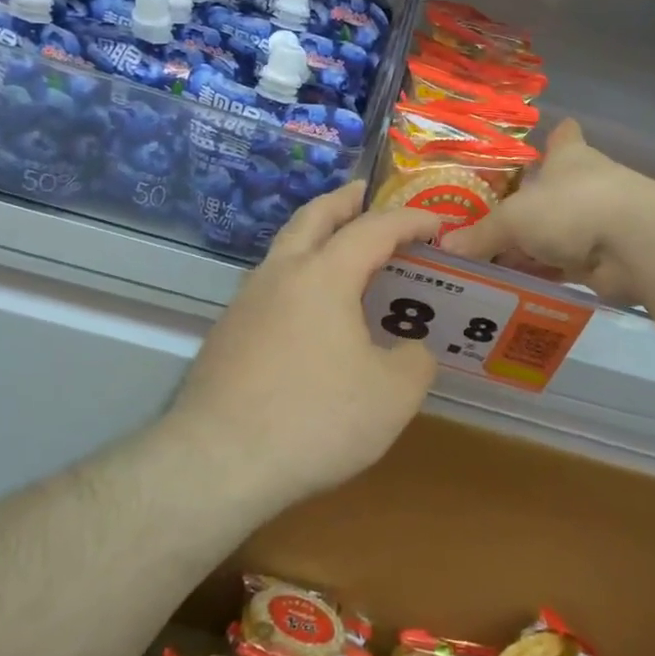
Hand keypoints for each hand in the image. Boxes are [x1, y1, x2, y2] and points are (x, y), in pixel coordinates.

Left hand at [166, 183, 439, 511]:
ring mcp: (246, 303)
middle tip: (365, 192)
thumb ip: (415, 361)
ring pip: (285, 249)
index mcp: (324, 275)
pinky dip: (297, 276)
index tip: (437, 222)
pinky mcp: (227, 334)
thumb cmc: (316, 420)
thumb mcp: (393, 396)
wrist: (217, 462)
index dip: (410, 220)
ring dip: (315, 236)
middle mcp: (281, 274)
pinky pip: (271, 286)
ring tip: (340, 250)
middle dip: (344, 200)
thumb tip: (410, 350)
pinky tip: (309, 312)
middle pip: (313, 216)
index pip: (374, 229)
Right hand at [441, 120, 654, 302]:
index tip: (542, 142)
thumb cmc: (572, 207)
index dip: (552, 139)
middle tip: (484, 224)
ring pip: (556, 234)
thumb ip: (482, 234)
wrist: (636, 246)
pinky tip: (512, 288)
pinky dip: (543, 276)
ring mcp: (598, 223)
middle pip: (552, 193)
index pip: (563, 137)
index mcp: (569, 158)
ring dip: (530, 249)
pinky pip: (563, 267)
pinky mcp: (604, 260)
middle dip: (525, 208)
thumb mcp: (515, 218)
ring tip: (487, 264)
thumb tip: (446, 248)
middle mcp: (585, 186)